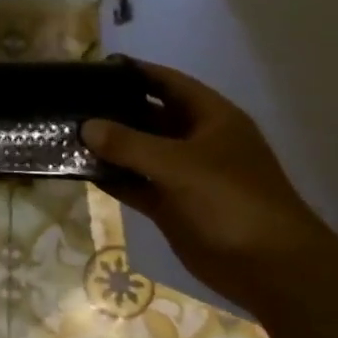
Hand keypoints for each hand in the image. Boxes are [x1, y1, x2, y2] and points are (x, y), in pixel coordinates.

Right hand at [82, 61, 335, 309]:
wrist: (271, 270)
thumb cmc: (232, 200)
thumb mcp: (179, 164)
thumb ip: (129, 143)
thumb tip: (86, 126)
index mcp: (211, 118)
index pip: (167, 82)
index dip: (134, 72)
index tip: (94, 67)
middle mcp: (196, 140)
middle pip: (149, 116)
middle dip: (113, 110)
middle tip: (70, 102)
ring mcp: (184, 174)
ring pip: (139, 152)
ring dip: (108, 146)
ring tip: (66, 133)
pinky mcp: (172, 205)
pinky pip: (136, 183)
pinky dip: (113, 178)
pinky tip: (81, 170)